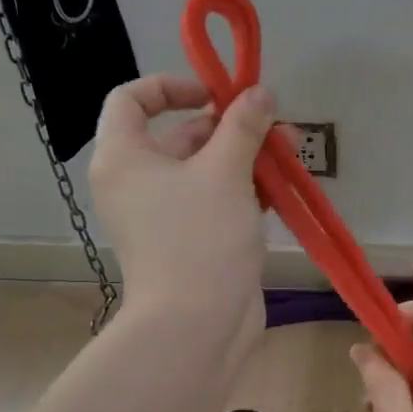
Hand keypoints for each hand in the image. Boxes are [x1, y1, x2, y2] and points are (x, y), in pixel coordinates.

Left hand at [88, 74, 276, 346]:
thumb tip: (259, 92)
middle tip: (273, 125)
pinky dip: (242, 191)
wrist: (196, 325)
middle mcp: (136, 183)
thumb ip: (243, 126)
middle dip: (228, 126)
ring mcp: (163, 216)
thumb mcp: (225, 172)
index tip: (216, 94)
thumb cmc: (200, 237)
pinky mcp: (190, 241)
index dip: (172, 86)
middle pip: (179, 136)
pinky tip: (278, 189)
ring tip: (287, 152)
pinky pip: (213, 202)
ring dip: (243, 158)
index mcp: (124, 157)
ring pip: (203, 171)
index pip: (131, 99)